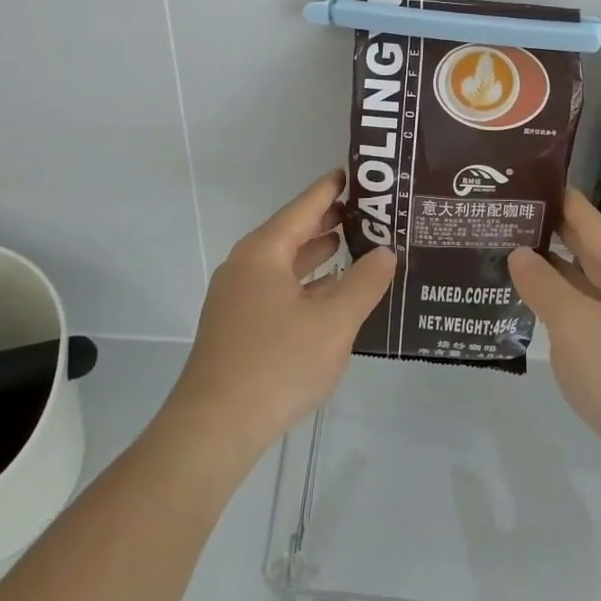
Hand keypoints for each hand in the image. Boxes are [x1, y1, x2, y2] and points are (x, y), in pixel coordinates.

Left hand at [164, 171, 395, 464]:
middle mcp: (245, 265)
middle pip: (292, 232)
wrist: (214, 427)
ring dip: (317, 253)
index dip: (331, 189)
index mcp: (264, 252)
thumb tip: (386, 251)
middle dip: (328, 221)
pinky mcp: (237, 326)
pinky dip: (304, 282)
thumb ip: (364, 283)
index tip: (355, 173)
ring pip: (284, 263)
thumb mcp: (334, 322)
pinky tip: (328, 293)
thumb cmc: (277, 363)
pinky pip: (277, 288)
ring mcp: (236, 297)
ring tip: (353, 245)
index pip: (303, 207)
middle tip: (368, 212)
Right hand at [508, 190, 600, 496]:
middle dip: (547, 234)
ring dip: (552, 273)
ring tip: (506, 258)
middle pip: (587, 248)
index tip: (517, 182)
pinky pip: (591, 316)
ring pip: (587, 284)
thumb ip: (543, 284)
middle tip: (502, 219)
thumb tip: (520, 253)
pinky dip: (563, 307)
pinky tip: (534, 309)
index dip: (552, 198)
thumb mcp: (574, 324)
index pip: (585, 216)